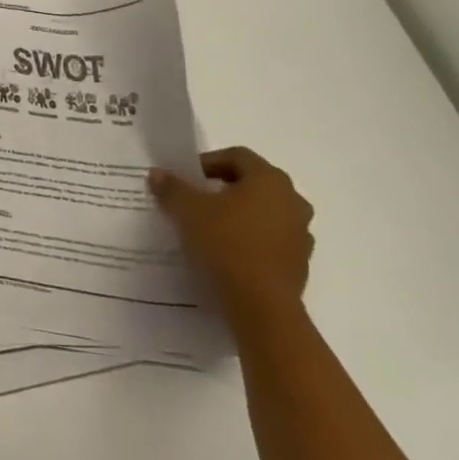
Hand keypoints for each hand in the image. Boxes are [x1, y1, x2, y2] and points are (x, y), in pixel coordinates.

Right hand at [149, 147, 314, 326]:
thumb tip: (158, 173)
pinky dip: (249, 238)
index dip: (207, 161)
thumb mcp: (187, 210)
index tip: (186, 177)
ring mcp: (300, 233)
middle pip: (253, 182)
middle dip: (223, 187)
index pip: (237, 156)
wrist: (261, 304)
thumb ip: (171, 187)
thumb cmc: (225, 242)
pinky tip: (226, 251)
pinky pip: (270, 238)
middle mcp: (293, 200)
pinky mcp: (299, 261)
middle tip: (195, 198)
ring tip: (209, 226)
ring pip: (264, 211)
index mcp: (269, 180)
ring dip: (238, 213)